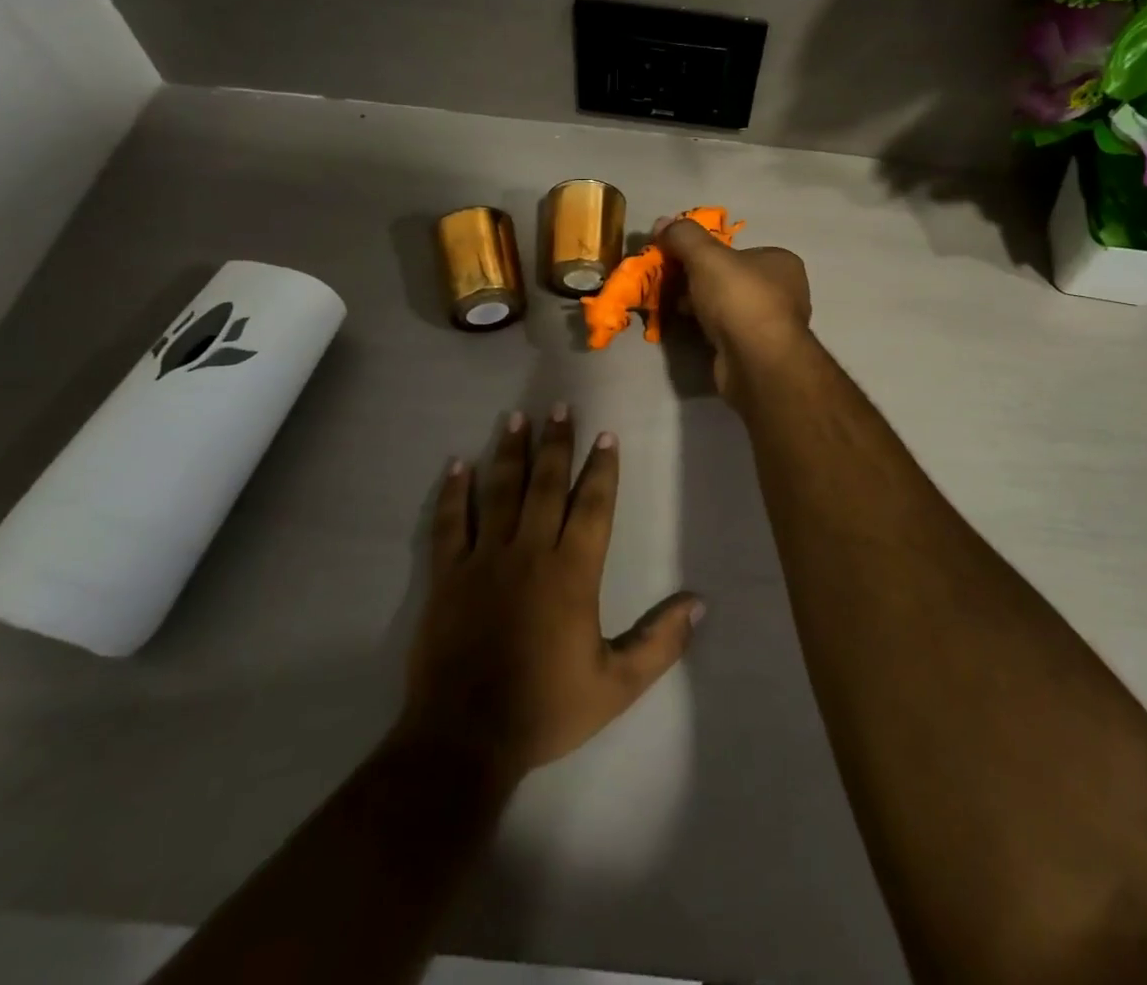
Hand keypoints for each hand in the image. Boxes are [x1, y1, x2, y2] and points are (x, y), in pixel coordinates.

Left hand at [400, 408, 702, 778]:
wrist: (465, 739)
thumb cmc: (545, 709)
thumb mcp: (616, 685)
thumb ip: (659, 643)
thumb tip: (698, 603)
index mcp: (572, 572)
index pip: (593, 505)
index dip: (602, 468)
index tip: (605, 435)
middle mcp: (529, 552)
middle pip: (546, 484)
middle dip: (557, 443)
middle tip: (560, 407)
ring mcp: (484, 560)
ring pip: (500, 492)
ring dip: (510, 452)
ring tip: (516, 418)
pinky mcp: (448, 576)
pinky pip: (451, 523)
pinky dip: (455, 492)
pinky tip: (458, 465)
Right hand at [654, 218, 811, 401]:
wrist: (757, 362)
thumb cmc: (739, 299)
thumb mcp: (706, 257)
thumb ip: (684, 236)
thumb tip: (662, 222)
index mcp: (782, 262)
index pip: (739, 250)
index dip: (706, 253)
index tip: (678, 260)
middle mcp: (784, 292)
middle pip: (730, 279)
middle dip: (698, 281)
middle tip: (670, 284)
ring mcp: (772, 325)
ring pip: (727, 307)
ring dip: (700, 306)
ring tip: (672, 306)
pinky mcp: (758, 352)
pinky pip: (725, 332)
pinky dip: (706, 329)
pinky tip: (687, 329)